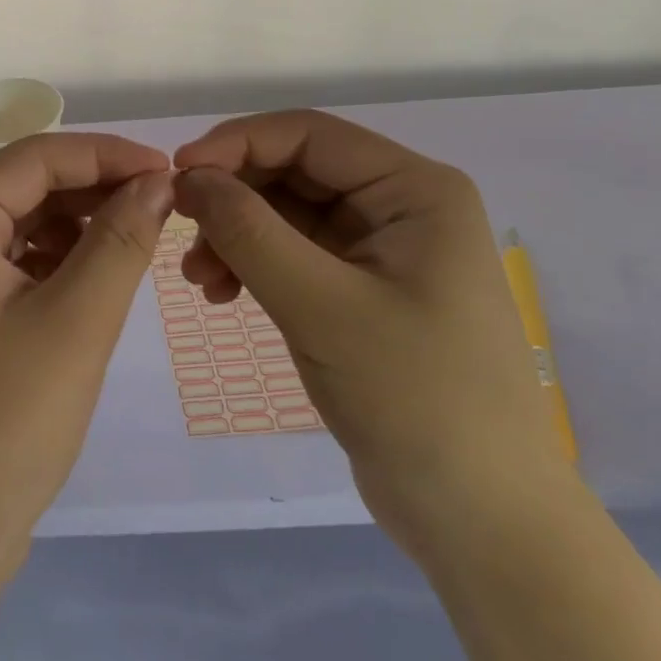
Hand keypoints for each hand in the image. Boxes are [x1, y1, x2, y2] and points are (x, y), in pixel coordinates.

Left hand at [0, 133, 173, 588]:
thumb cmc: (1, 427)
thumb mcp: (75, 324)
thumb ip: (120, 241)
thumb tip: (158, 181)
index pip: (37, 156)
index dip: (108, 155)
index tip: (171, 172)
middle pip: (27, 183)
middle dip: (96, 188)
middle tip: (164, 205)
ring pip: (22, 220)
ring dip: (79, 222)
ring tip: (140, 237)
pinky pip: (12, 259)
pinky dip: (57, 258)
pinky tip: (97, 274)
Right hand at [173, 111, 569, 555]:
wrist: (483, 525)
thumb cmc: (415, 398)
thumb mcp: (320, 306)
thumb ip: (249, 231)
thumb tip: (187, 176)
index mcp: (413, 189)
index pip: (307, 134)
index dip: (236, 144)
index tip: (177, 173)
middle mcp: (400, 205)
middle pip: (294, 171)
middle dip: (233, 198)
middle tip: (181, 229)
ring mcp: (381, 249)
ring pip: (287, 213)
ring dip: (236, 234)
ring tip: (197, 278)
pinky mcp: (362, 290)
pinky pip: (294, 253)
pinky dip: (253, 265)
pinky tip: (221, 294)